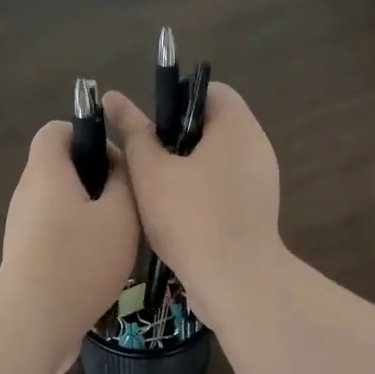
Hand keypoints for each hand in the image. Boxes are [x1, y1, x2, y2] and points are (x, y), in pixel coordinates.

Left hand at [0, 121, 140, 373]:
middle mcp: (28, 193)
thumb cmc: (80, 260)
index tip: (117, 161)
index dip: (87, 133)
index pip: (56, 130)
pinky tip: (102, 263)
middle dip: (96, 177)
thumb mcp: (120, 215)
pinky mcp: (25, 255)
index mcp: (46, 171)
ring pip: (60, 201)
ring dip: (90, 210)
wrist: (33, 323)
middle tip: (127, 202)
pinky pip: (54, 230)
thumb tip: (117, 165)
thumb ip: (124, 181)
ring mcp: (22, 226)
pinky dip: (77, 236)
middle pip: (60, 166)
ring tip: (119, 235)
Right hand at [102, 83, 283, 330]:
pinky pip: (225, 188)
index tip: (150, 127)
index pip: (210, 91)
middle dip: (176, 139)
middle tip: (144, 159)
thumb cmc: (191, 217)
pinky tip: (174, 215)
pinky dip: (202, 193)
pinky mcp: (257, 212)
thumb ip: (134, 133)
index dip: (176, 100)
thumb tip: (113, 99)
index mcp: (237, 127)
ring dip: (186, 169)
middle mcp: (257, 147)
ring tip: (153, 189)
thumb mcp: (151, 172)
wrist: (236, 282)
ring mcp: (261, 182)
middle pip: (213, 126)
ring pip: (217, 161)